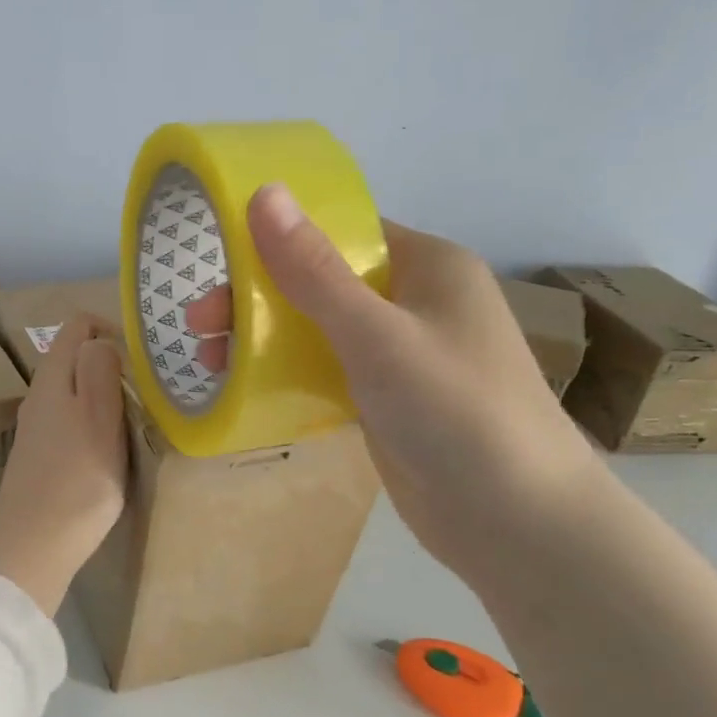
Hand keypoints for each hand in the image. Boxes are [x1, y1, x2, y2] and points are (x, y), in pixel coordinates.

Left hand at [0, 314, 126, 615]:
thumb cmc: (77, 479)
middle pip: (75, 357)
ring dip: (105, 394)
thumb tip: (101, 338)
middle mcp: (39, 395)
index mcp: (52, 377)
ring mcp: (37, 426)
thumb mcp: (98, 416)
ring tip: (137, 417)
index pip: (76, 326)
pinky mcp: (41, 455)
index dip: (110, 328)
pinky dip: (94, 420)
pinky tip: (112, 446)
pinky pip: (71, 420)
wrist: (34, 544)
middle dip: (111, 362)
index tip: (141, 357)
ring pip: (74, 390)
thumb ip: (100, 369)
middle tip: (147, 390)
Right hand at [182, 185, 600, 580]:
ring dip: (263, 338)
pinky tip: (246, 386)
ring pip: (317, 328)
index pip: (340, 233)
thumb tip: (263, 193)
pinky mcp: (387, 398)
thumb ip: (314, 271)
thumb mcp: (376, 336)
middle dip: (256, 300)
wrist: (517, 523)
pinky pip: (325, 369)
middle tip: (198, 328)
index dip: (276, 241)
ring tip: (210, 362)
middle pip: (319, 282)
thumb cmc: (455, 412)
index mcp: (426, 265)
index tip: (217, 266)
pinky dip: (285, 373)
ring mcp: (401, 352)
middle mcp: (415, 300)